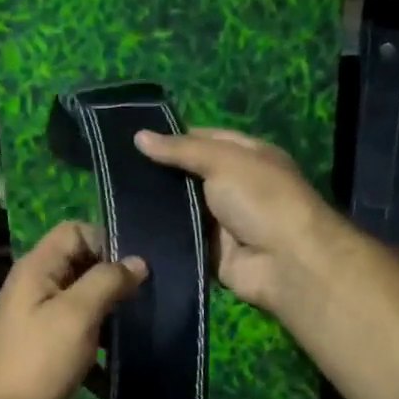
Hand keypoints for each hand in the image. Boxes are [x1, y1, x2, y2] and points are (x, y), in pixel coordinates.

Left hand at [0, 221, 146, 398]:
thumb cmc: (35, 361)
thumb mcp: (77, 315)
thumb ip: (107, 282)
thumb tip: (138, 261)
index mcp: (38, 267)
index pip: (76, 231)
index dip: (107, 242)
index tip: (136, 271)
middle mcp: (35, 285)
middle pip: (80, 265)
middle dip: (113, 280)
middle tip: (146, 300)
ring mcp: (36, 317)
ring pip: (81, 301)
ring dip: (108, 313)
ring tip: (138, 330)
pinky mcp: (41, 347)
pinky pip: (75, 332)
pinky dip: (95, 344)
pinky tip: (115, 364)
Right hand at [134, 127, 339, 313]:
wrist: (286, 262)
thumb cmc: (261, 198)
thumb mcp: (223, 161)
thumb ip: (181, 150)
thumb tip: (139, 136)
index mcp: (246, 156)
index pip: (203, 139)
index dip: (171, 138)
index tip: (132, 140)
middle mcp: (235, 186)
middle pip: (189, 175)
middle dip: (157, 174)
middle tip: (114, 169)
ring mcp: (222, 221)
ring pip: (180, 209)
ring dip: (154, 206)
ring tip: (112, 197)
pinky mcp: (211, 252)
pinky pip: (180, 240)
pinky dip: (160, 236)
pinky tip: (127, 228)